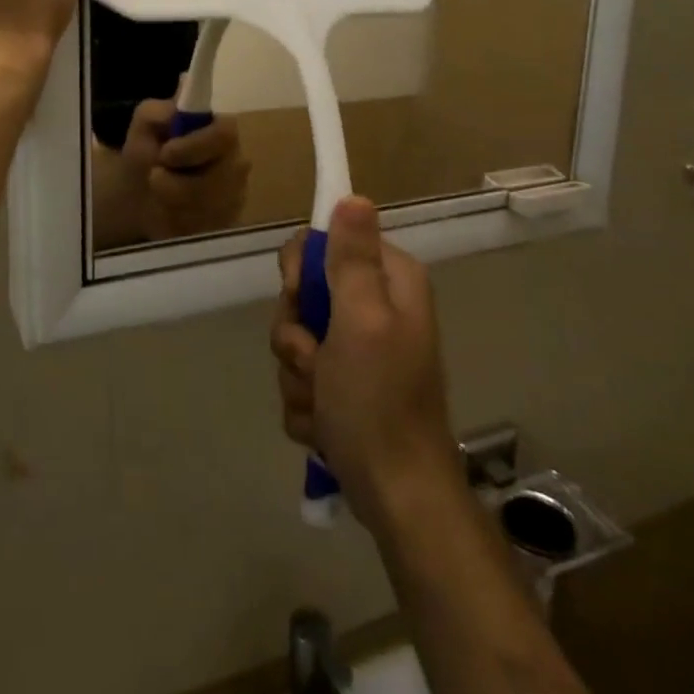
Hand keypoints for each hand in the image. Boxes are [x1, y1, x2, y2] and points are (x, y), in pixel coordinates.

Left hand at [114, 98, 250, 242]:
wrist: (137, 198)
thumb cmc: (146, 154)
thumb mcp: (143, 127)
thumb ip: (159, 109)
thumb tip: (183, 85)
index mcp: (220, 130)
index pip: (225, 134)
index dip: (196, 146)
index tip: (166, 154)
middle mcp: (236, 162)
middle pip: (220, 178)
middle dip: (178, 183)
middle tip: (155, 178)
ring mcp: (235, 195)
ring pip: (210, 206)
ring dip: (173, 202)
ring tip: (157, 194)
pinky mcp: (227, 223)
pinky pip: (205, 228)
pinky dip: (178, 222)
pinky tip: (168, 214)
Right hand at [271, 197, 457, 523]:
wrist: (397, 497)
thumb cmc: (378, 401)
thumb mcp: (362, 320)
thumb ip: (353, 258)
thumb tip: (354, 196)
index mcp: (388, 281)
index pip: (325, 241)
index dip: (302, 268)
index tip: (299, 296)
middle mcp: (375, 307)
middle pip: (304, 293)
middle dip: (296, 334)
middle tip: (315, 361)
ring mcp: (358, 349)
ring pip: (296, 339)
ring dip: (298, 374)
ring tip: (324, 403)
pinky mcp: (344, 386)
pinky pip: (300, 377)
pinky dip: (306, 403)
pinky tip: (325, 425)